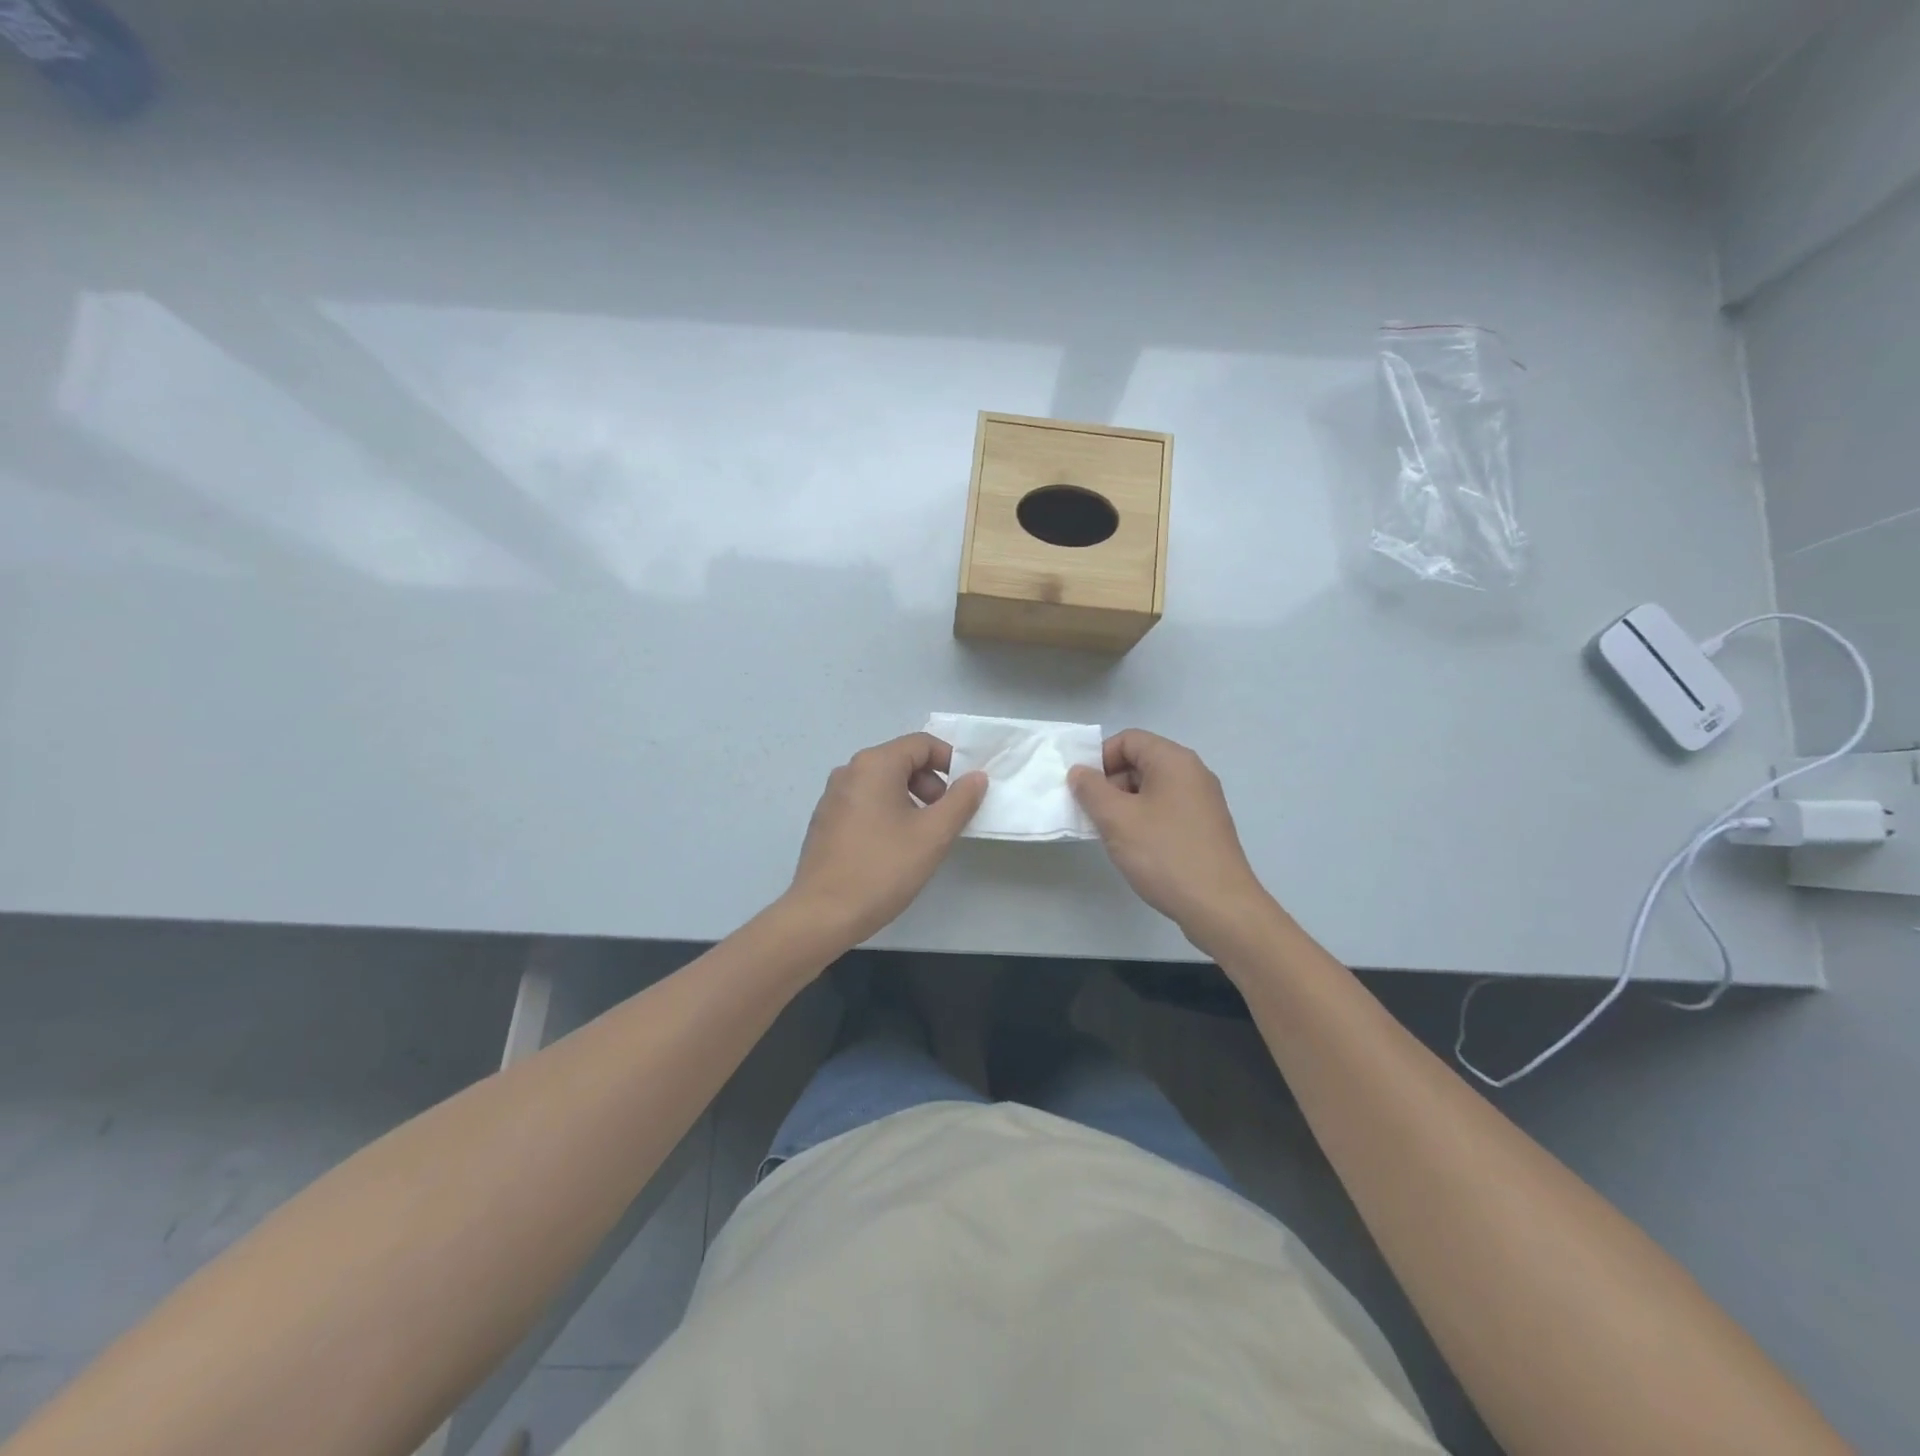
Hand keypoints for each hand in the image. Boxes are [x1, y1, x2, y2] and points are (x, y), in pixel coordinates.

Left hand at [786, 733, 987, 944]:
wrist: (822, 914)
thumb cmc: (882, 869)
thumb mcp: (933, 835)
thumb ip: (961, 801)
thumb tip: (976, 777)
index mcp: (874, 765)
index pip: (921, 744)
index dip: (951, 761)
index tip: (967, 791)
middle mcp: (849, 771)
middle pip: (901, 761)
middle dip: (931, 783)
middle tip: (946, 817)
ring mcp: (832, 796)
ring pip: (883, 783)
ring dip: (911, 800)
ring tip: (924, 836)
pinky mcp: (825, 821)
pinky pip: (865, 802)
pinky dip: (887, 812)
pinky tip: (894, 848)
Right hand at [1069, 730, 1272, 946]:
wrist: (1219, 907)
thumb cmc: (1164, 854)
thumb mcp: (1117, 819)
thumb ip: (1091, 790)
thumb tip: (1080, 772)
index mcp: (1174, 760)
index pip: (1128, 739)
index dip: (1099, 758)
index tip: (1083, 790)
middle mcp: (1193, 773)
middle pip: (1140, 762)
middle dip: (1110, 783)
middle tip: (1093, 815)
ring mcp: (1203, 801)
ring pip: (1152, 788)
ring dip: (1125, 805)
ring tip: (1112, 835)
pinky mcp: (1206, 827)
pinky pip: (1166, 809)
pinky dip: (1145, 820)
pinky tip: (1136, 849)